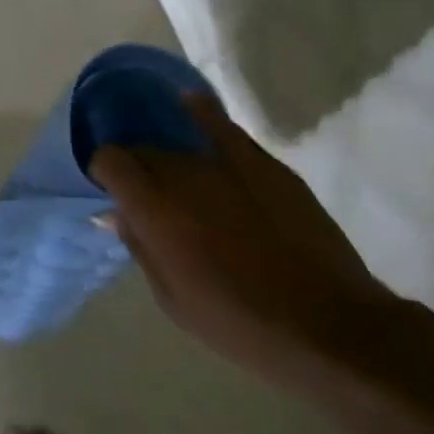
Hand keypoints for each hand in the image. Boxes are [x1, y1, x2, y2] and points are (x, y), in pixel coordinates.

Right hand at [90, 96, 403, 394]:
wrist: (330, 327)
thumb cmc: (240, 324)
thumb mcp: (172, 300)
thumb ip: (139, 247)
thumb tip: (114, 213)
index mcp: (153, 210)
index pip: (109, 160)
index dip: (103, 170)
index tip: (110, 188)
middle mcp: (183, 176)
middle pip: (143, 150)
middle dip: (137, 167)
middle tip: (148, 195)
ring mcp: (226, 164)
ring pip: (179, 143)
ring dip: (169, 156)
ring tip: (177, 174)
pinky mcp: (264, 164)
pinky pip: (223, 126)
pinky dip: (203, 114)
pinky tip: (193, 107)